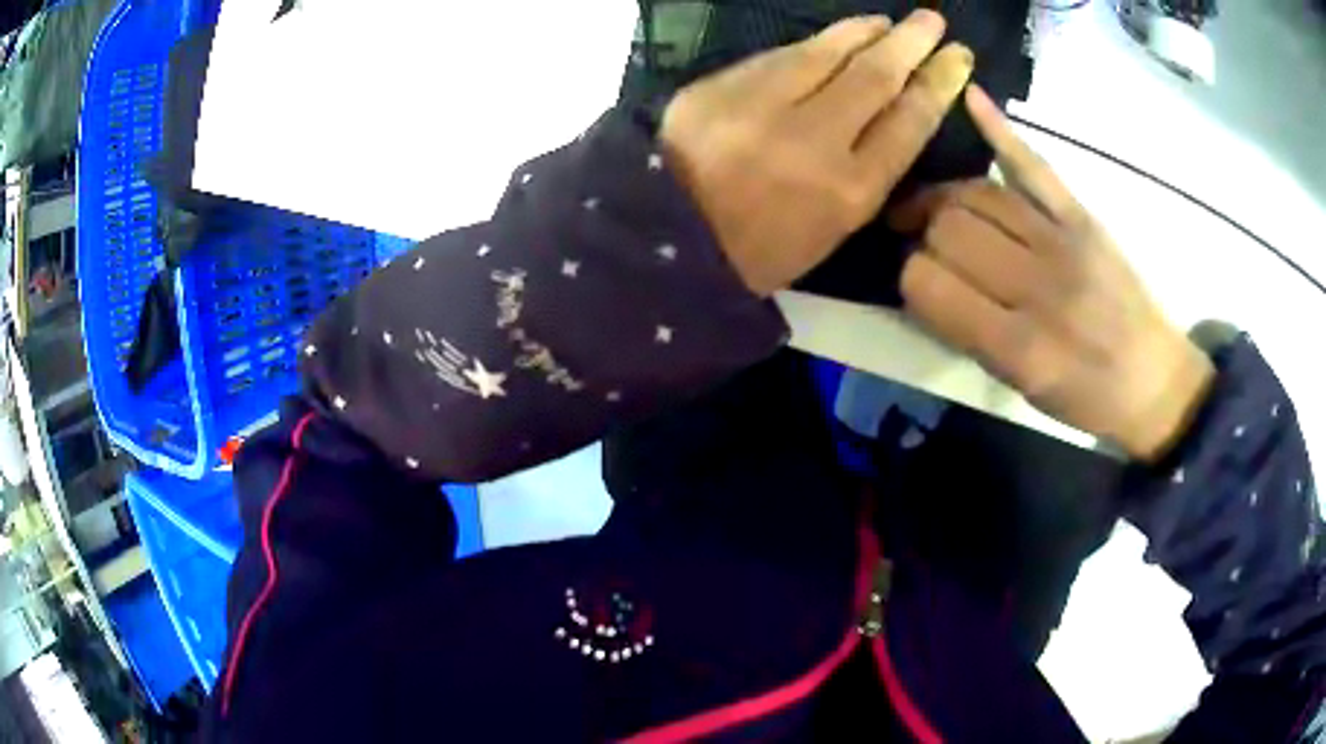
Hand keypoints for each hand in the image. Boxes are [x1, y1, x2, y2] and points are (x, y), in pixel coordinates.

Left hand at [659, 11, 973, 295]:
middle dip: (912, 44)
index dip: (938, 84)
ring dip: (865, 32)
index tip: (957, 59)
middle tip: (934, 22)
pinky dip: (815, 43)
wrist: (668, 242)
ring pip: (829, 54)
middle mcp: (816, 142)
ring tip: (888, 22)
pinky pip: (781, 56)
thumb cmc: (757, 251)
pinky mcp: (722, 88)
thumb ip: (866, 174)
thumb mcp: (830, 233)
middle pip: (877, 78)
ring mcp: (764, 108)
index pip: (908, 121)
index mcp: (849, 192)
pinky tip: (835, 36)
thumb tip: (890, 116)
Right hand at [893, 86, 1214, 461]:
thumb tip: (922, 282)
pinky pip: (1033, 165)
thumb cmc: (1085, 398)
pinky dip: (1000, 130)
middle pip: (951, 229)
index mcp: (1019, 346)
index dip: (910, 279)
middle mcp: (1039, 287)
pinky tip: (969, 99)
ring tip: (933, 207)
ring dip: (943, 197)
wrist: (1153, 379)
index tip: (918, 284)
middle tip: (928, 248)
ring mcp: (1063, 241)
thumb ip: (968, 334)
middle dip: (925, 236)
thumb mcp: (1021, 389)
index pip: (927, 285)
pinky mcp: (1082, 216)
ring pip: (976, 194)